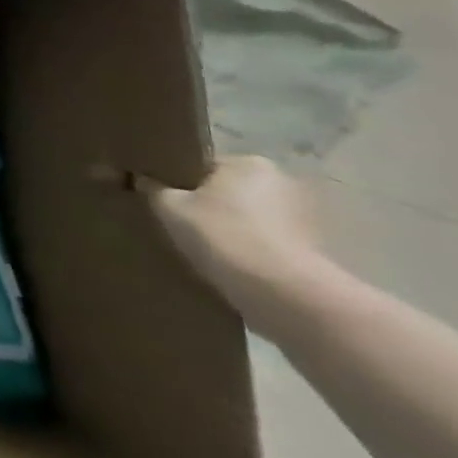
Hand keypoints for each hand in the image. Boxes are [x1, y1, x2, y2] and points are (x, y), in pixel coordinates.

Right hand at [139, 155, 327, 319]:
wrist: (281, 293)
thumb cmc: (222, 234)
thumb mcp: (169, 207)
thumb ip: (152, 189)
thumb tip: (141, 180)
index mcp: (250, 163)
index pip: (204, 166)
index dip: (180, 181)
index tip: (165, 199)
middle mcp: (284, 182)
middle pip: (231, 191)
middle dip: (210, 205)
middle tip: (182, 223)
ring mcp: (307, 218)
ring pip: (252, 218)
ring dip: (233, 229)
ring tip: (206, 248)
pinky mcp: (316, 251)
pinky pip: (269, 243)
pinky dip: (252, 250)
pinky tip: (231, 265)